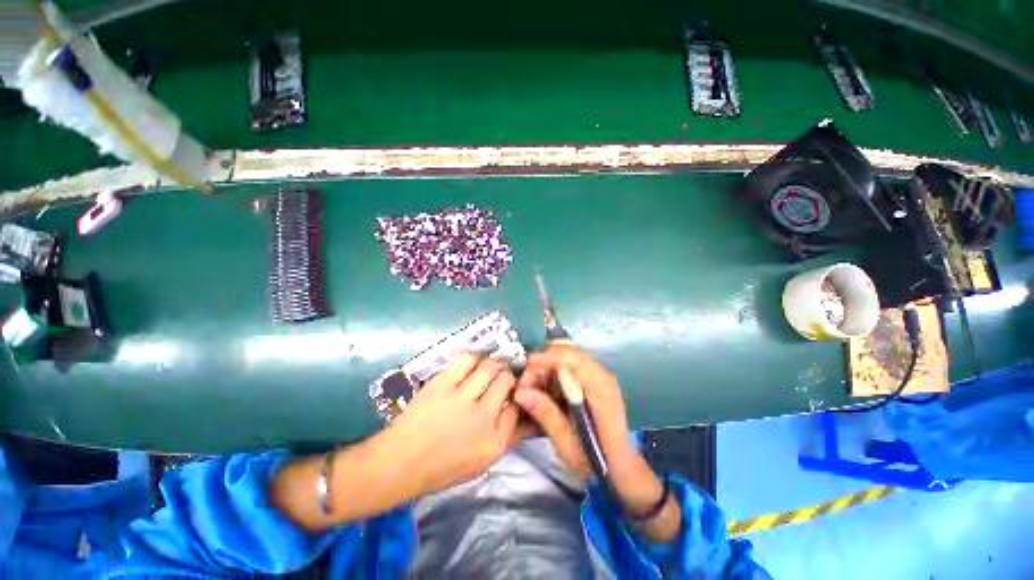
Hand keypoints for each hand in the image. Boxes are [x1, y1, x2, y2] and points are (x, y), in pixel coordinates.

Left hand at [383, 353, 521, 496]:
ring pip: (490, 366)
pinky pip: (468, 359)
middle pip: (506, 381)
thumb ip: (505, 436)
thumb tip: (520, 410)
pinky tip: (472, 364)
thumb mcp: (482, 462)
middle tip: (499, 378)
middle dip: (507, 376)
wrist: (401, 462)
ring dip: (492, 365)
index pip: (517, 406)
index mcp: (494, 442)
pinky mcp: (443, 383)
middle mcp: (483, 417)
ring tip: (487, 369)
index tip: (510, 393)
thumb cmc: (443, 467)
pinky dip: (474, 358)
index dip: (515, 395)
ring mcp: (462, 398)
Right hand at [514, 345, 681, 542]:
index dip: (546, 357)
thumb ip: (545, 413)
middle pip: (568, 353)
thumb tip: (520, 392)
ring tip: (532, 388)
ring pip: (567, 357)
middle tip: (526, 383)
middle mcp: (601, 375)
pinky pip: (570, 367)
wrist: (621, 469)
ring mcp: (599, 376)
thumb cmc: (595, 460)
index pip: (572, 357)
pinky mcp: (594, 381)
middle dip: (543, 362)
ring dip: (547, 367)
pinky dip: (554, 373)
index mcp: (599, 387)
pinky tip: (545, 389)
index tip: (525, 369)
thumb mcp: (567, 442)